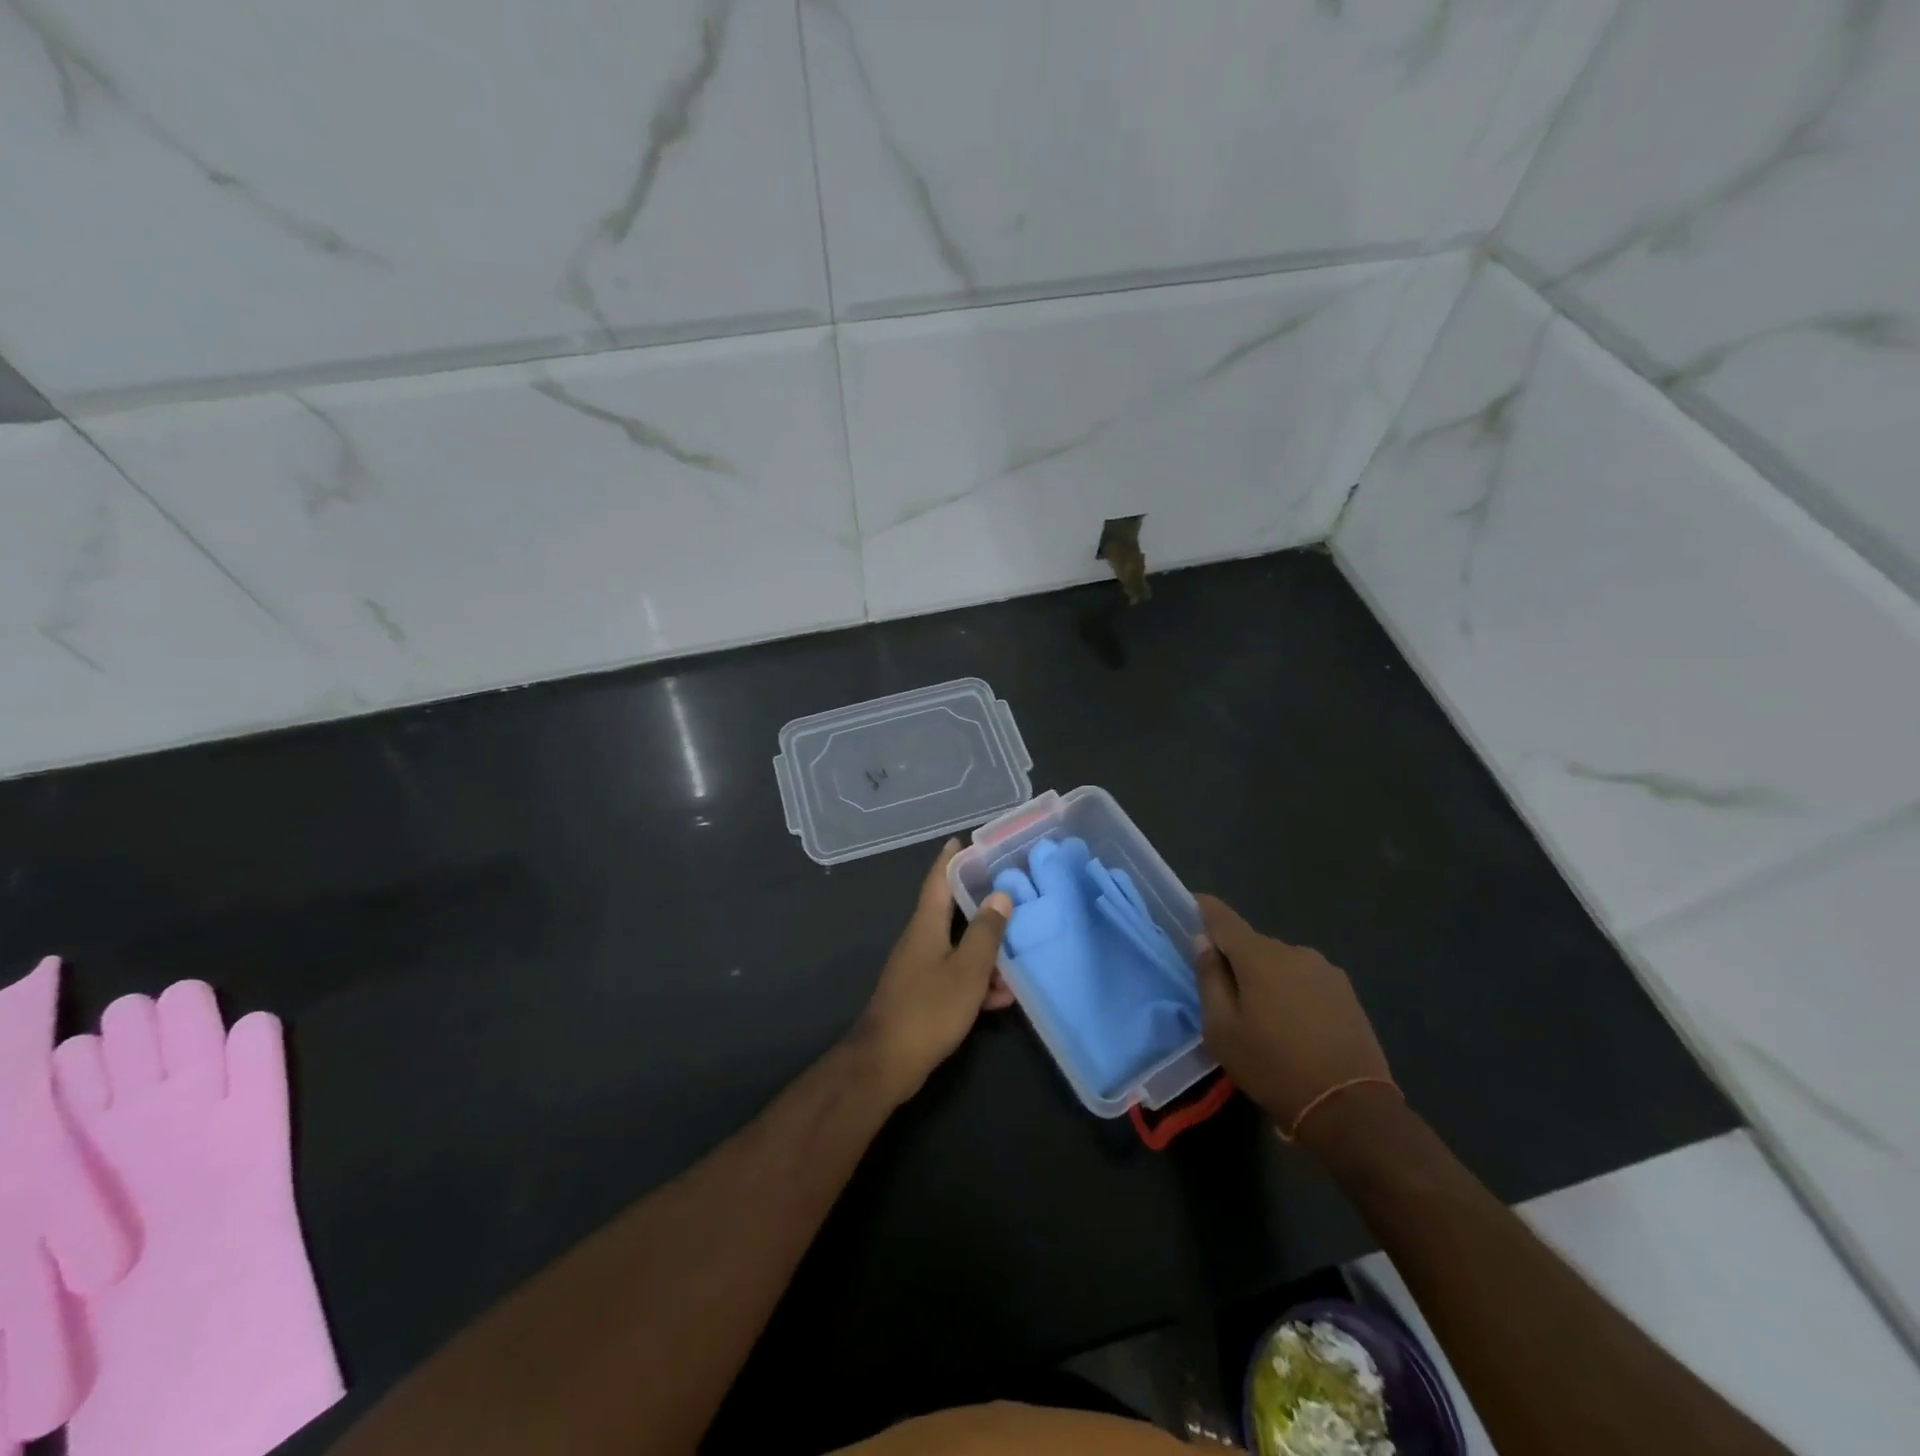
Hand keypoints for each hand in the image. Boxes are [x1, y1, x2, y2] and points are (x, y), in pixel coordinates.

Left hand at [853, 841, 1014, 1104]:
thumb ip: (986, 933)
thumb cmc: (929, 1008)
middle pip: (951, 913)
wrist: (886, 1062)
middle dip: (979, 904)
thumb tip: (1000, 895)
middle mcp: (920, 941)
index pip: (938, 881)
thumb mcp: (967, 969)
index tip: (963, 840)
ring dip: (985, 952)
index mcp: (926, 926)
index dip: (950, 860)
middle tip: (1008, 893)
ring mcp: (918, 969)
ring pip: (957, 949)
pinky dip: (976, 982)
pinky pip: (955, 977)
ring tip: (1018, 955)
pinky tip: (1001, 997)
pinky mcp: (922, 996)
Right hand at [1193, 896, 1392, 1138]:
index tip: (1193, 905)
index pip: (1223, 918)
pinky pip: (1305, 980)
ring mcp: (1325, 970)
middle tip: (1228, 997)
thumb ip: (1209, 979)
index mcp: (1258, 956)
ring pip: (1280, 963)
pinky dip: (1293, 993)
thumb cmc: (1273, 1068)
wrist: (1350, 1108)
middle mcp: (1293, 951)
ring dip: (1267, 979)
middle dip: (1237, 960)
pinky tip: (1295, 1027)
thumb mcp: (1222, 1030)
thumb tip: (1204, 942)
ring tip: (1265, 1019)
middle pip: (1252, 945)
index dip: (1205, 909)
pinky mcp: (1346, 992)